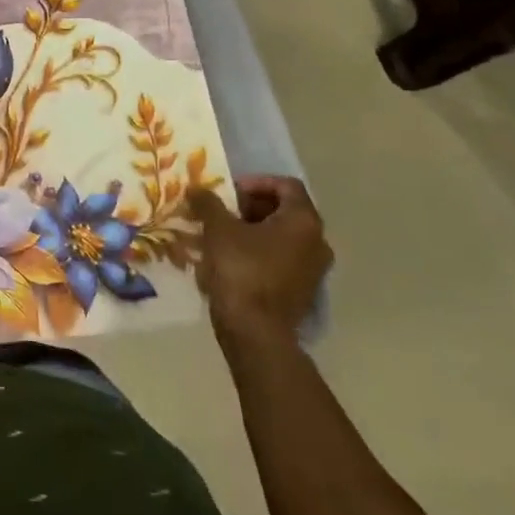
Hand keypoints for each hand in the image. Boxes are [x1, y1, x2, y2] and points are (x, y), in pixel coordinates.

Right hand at [188, 176, 330, 352]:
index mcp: (303, 221)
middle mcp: (317, 242)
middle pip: (284, 210)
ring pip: (281, 236)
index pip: (286, 185)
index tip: (229, 192)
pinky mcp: (302, 290)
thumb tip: (197, 188)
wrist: (255, 332)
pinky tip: (229, 259)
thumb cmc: (241, 270)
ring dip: (251, 230)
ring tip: (219, 235)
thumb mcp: (218, 229)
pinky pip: (280, 259)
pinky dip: (258, 252)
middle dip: (250, 207)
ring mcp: (313, 269)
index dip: (255, 182)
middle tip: (221, 212)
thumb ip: (209, 203)